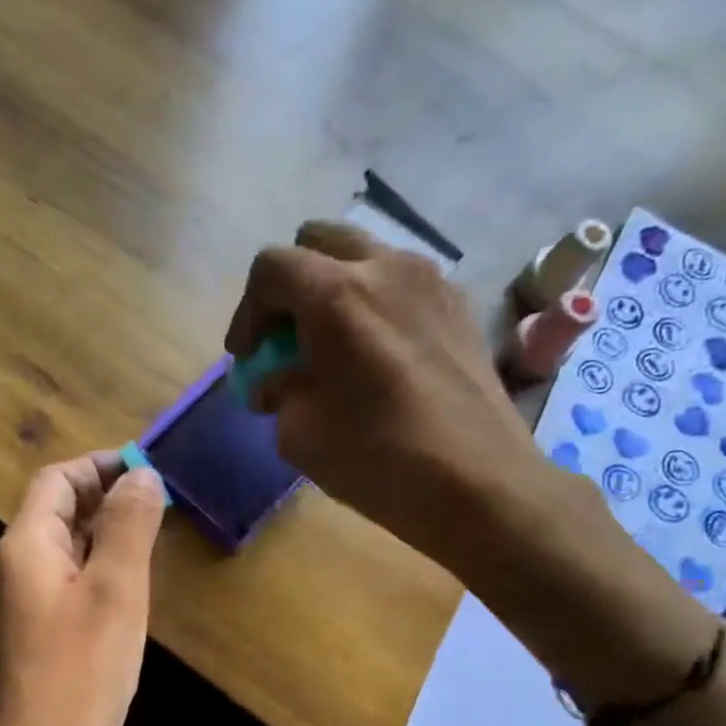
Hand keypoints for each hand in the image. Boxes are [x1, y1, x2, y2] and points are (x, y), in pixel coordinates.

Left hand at [0, 452, 165, 725]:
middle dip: (108, 499)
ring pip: (70, 551)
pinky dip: (104, 572)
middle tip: (163, 501)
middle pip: (60, 512)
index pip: (56, 481)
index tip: (148, 468)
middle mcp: (19, 570)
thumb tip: (141, 474)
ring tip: (157, 535)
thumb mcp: (115, 590)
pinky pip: (74, 586)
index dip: (99, 466)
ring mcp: (30, 607)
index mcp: (25, 547)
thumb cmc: (80, 672)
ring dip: (109, 535)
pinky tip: (137, 587)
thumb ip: (128, 526)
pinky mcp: (46, 638)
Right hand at [223, 221, 556, 577]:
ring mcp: (432, 282)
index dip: (246, 311)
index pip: (272, 268)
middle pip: (319, 241)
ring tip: (331, 346)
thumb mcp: (300, 434)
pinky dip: (375, 305)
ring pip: (365, 257)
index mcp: (337, 295)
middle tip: (285, 338)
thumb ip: (279, 392)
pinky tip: (375, 357)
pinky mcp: (460, 307)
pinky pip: (402, 284)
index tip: (247, 357)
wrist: (479, 484)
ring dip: (335, 290)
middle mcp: (386, 268)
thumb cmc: (378, 459)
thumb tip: (278, 381)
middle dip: (290, 285)